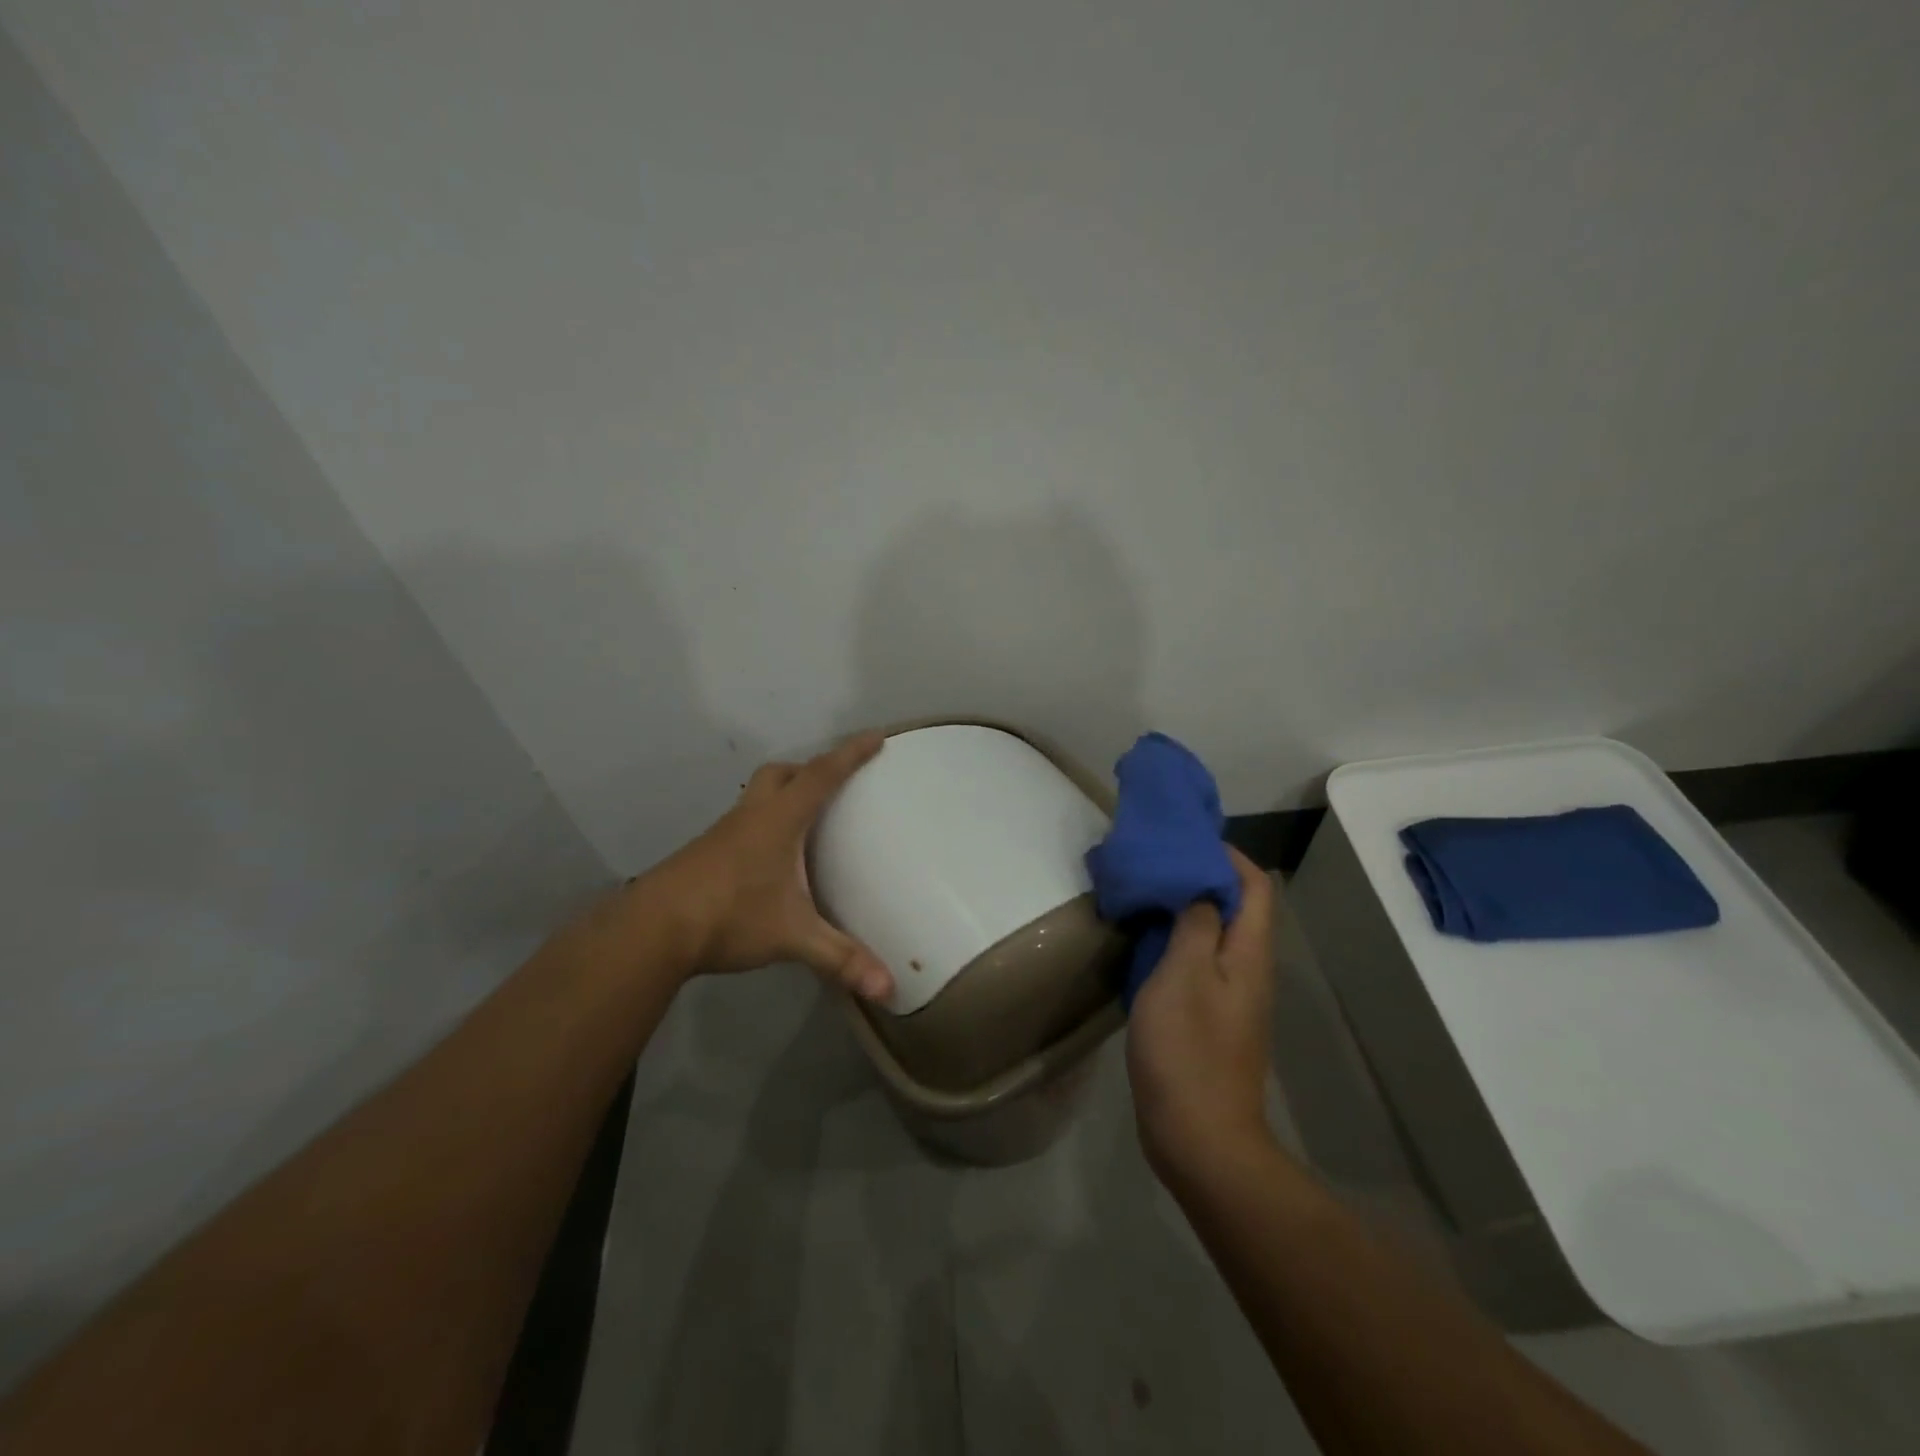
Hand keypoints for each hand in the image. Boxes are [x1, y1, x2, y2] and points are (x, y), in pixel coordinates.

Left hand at [643, 732, 893, 1000]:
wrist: (652, 930)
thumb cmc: (729, 916)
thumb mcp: (792, 936)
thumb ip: (840, 958)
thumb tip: (889, 989)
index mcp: (778, 820)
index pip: (821, 775)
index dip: (851, 754)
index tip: (876, 736)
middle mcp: (751, 816)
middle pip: (780, 774)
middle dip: (808, 770)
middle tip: (831, 785)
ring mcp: (723, 834)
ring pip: (756, 796)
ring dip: (781, 796)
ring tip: (804, 823)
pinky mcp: (705, 854)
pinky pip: (742, 823)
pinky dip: (763, 825)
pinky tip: (768, 860)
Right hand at [1127, 847, 1276, 1180]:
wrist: (1199, 1137)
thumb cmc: (1188, 1050)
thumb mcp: (1183, 975)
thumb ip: (1195, 924)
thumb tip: (1201, 888)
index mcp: (1248, 953)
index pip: (1255, 886)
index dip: (1228, 855)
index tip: (1186, 839)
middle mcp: (1248, 970)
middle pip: (1237, 908)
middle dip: (1202, 877)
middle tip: (1157, 862)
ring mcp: (1231, 997)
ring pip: (1214, 935)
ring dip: (1186, 909)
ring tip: (1145, 894)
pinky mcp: (1210, 1019)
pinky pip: (1197, 963)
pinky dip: (1175, 942)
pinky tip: (1143, 944)